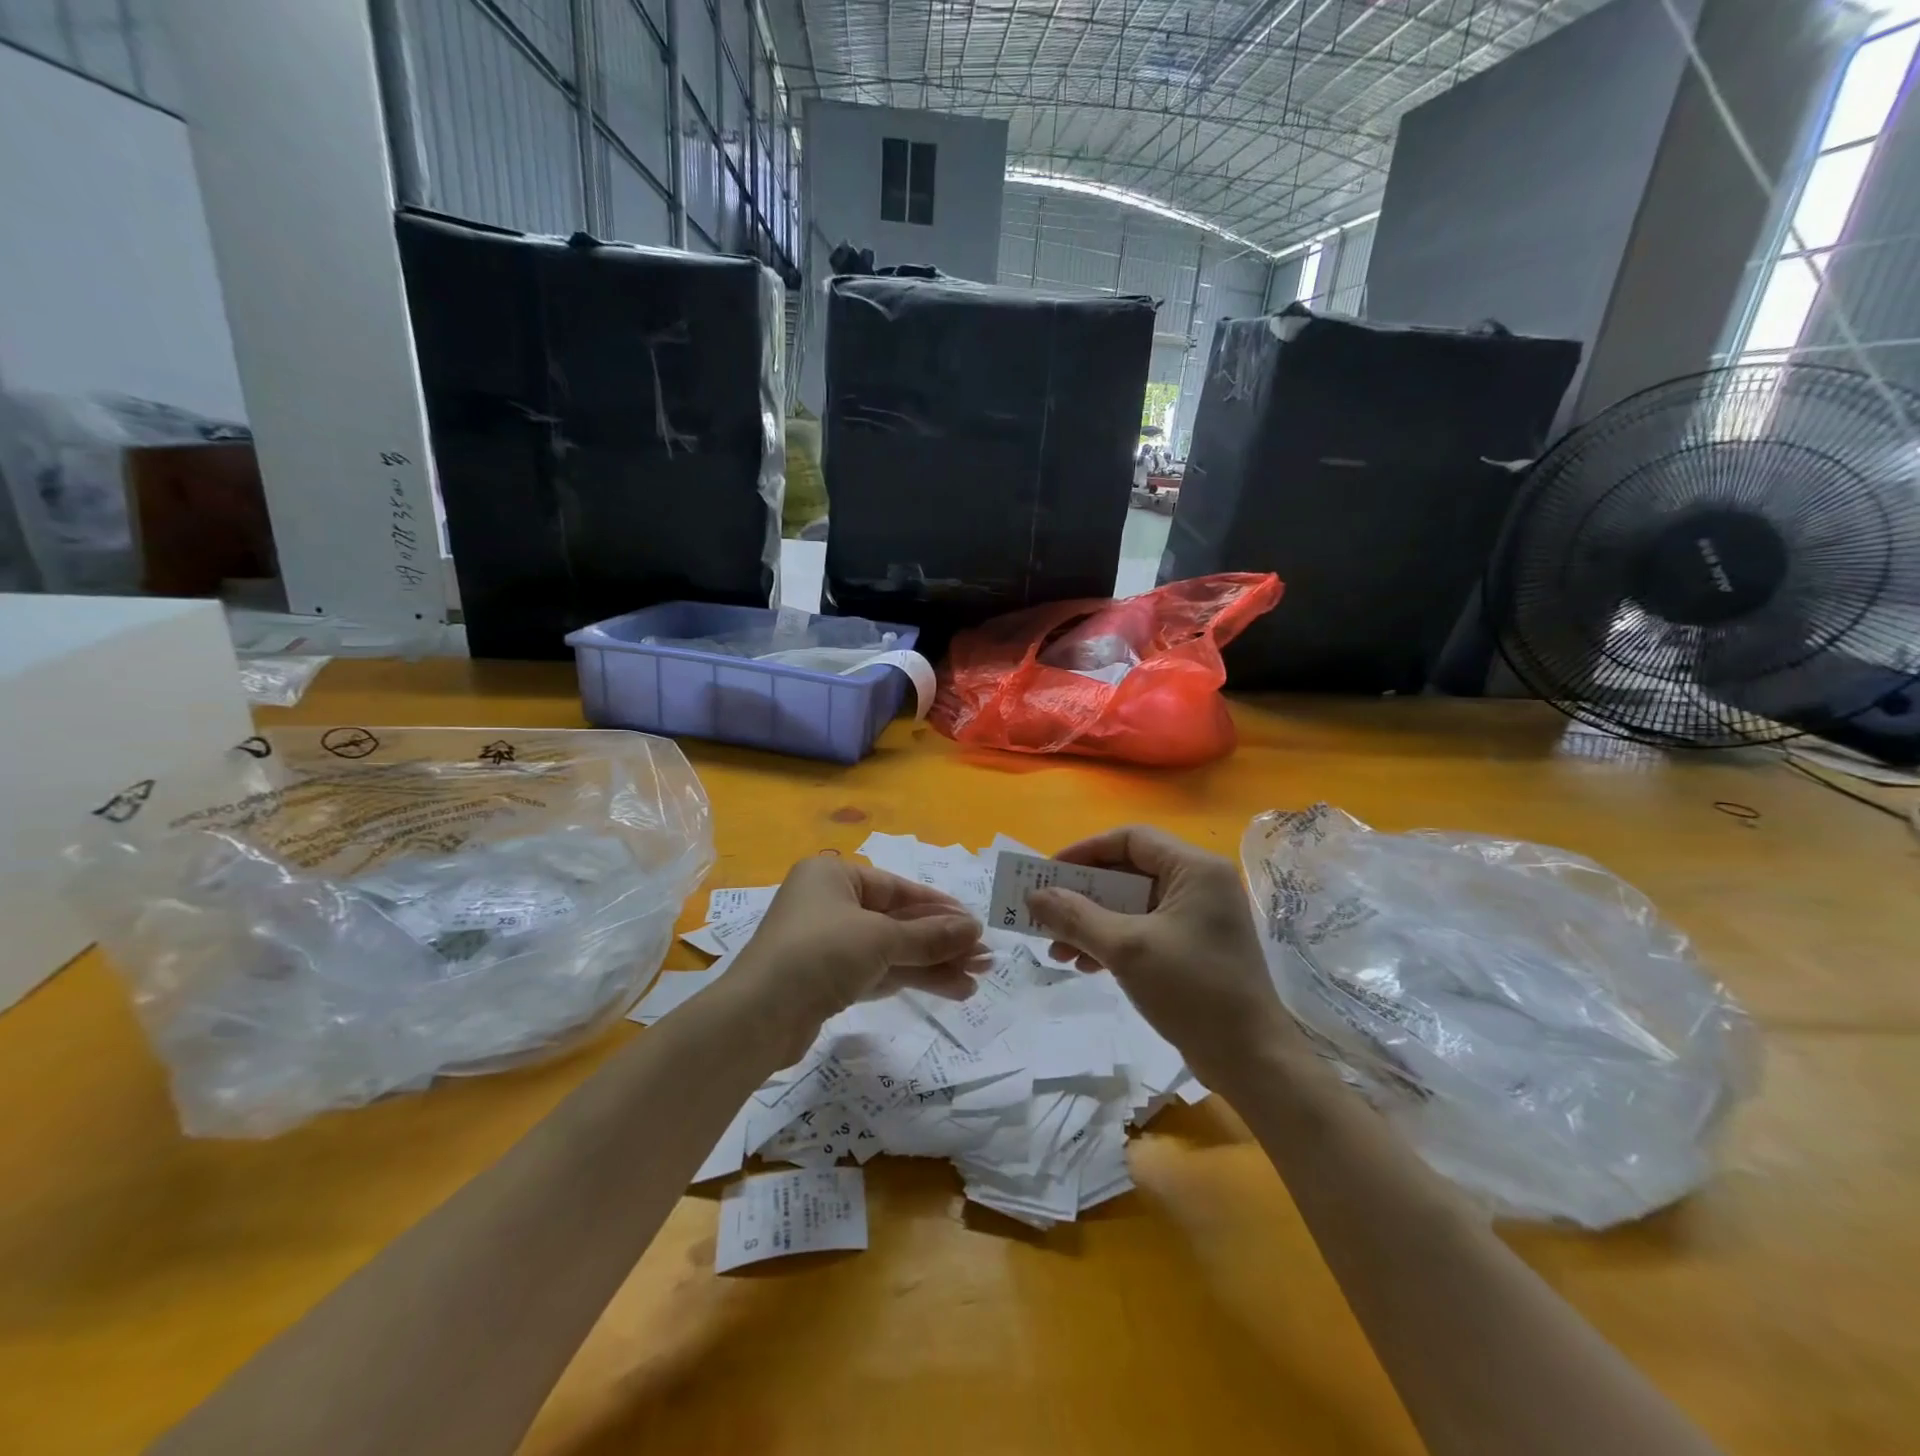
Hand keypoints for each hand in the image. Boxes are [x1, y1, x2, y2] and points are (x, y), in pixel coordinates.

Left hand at [731, 855, 986, 1053]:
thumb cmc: (820, 954)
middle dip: (942, 941)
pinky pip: (878, 971)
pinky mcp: (828, 980)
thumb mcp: (881, 939)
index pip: (898, 888)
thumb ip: (931, 935)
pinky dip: (911, 979)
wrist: (758, 1018)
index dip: (939, 907)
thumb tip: (976, 929)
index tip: (975, 924)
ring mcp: (828, 944)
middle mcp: (830, 904)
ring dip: (933, 964)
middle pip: (898, 921)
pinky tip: (950, 989)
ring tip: (977, 981)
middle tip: (986, 959)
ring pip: (892, 950)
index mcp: (834, 876)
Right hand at [1025, 826, 1294, 1083]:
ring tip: (1057, 950)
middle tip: (1046, 913)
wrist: (1252, 1060)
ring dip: (1092, 923)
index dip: (1085, 851)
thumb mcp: (1127, 949)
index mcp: (1194, 869)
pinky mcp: (1193, 948)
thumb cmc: (1193, 990)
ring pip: (1132, 905)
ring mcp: (1198, 918)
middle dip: (1083, 895)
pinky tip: (1085, 965)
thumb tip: (1034, 896)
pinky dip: (1113, 942)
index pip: (1130, 839)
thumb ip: (1077, 917)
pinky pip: (1144, 930)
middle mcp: (1199, 884)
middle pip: (1128, 872)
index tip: (1048, 873)